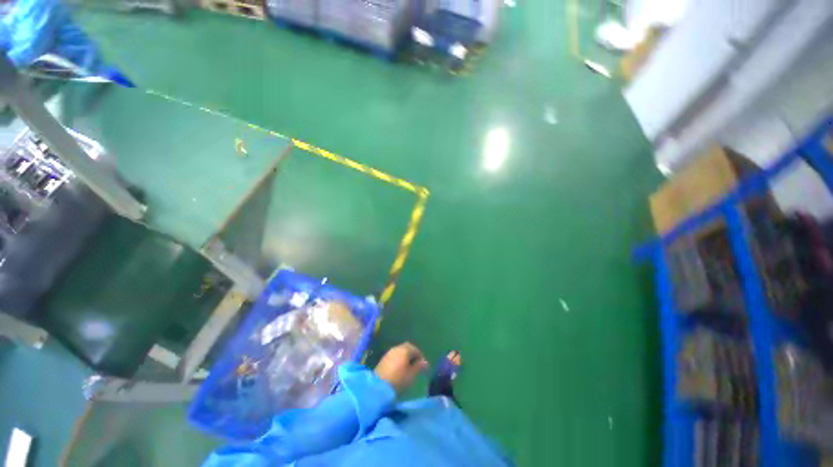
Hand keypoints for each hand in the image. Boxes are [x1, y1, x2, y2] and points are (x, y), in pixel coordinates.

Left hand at [374, 342, 428, 395]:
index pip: (415, 349)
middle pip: (407, 347)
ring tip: (408, 367)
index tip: (423, 365)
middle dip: (412, 354)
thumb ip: (419, 367)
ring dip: (405, 356)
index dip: (420, 356)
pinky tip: (399, 368)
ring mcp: (389, 353)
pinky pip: (394, 355)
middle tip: (416, 364)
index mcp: (405, 350)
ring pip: (400, 351)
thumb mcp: (411, 375)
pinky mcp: (383, 359)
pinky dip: (398, 359)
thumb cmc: (398, 380)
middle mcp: (397, 348)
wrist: (378, 387)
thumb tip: (425, 362)